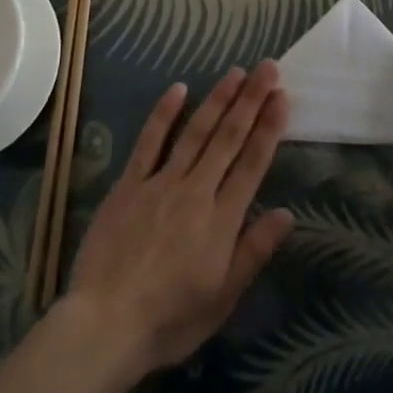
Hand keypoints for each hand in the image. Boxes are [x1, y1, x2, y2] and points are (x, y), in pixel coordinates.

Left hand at [63, 62, 293, 375]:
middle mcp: (196, 191)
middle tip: (268, 68)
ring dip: (218, 99)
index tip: (282, 96)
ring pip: (196, 131)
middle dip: (251, 100)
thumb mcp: (222, 298)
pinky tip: (178, 88)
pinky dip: (164, 113)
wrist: (105, 324)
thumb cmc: (169, 321)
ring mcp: (161, 182)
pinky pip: (149, 141)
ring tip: (236, 72)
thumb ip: (253, 251)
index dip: (269, 128)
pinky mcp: (129, 183)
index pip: (252, 164)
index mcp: (221, 220)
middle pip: (228, 138)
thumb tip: (287, 214)